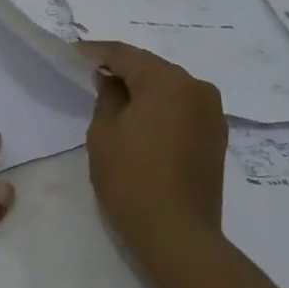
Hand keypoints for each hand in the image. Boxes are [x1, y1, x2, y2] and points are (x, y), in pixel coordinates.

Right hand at [81, 42, 226, 256]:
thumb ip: (107, 96)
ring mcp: (212, 112)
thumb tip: (112, 81)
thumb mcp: (104, 132)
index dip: (96, 52)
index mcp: (168, 81)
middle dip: (121, 68)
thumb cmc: (131, 179)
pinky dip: (160, 107)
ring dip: (143, 88)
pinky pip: (182, 108)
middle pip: (151, 68)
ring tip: (114, 94)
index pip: (125, 55)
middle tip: (91, 72)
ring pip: (169, 87)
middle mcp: (197, 87)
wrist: (177, 235)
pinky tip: (140, 117)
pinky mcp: (216, 136)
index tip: (72, 53)